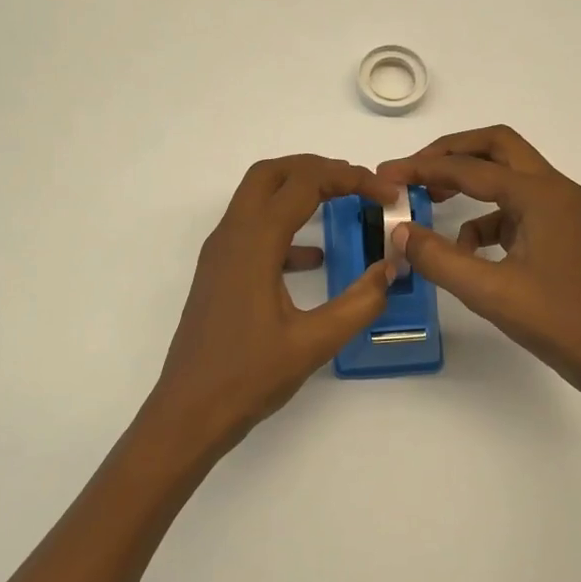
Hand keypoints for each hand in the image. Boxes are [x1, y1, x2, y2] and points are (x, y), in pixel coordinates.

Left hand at [139, 155, 400, 463]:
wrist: (188, 413)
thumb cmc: (248, 377)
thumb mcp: (314, 342)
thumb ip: (360, 302)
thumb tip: (392, 267)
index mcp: (253, 243)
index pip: (305, 184)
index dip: (351, 179)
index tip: (388, 193)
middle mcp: (231, 236)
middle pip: (271, 174)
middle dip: (318, 168)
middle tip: (359, 183)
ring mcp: (220, 254)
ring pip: (257, 198)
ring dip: (298, 191)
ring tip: (343, 204)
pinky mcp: (219, 273)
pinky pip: (252, 231)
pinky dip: (285, 228)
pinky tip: (315, 258)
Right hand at [378, 127, 580, 404]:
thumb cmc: (560, 322)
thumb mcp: (490, 292)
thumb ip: (439, 258)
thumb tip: (400, 232)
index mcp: (540, 195)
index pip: (470, 167)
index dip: (422, 168)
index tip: (385, 175)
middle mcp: (555, 190)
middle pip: (496, 148)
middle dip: (451, 154)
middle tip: (413, 172)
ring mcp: (562, 211)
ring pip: (507, 177)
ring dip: (469, 185)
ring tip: (432, 207)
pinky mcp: (562, 234)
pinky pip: (516, 210)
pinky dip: (486, 219)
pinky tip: (468, 251)